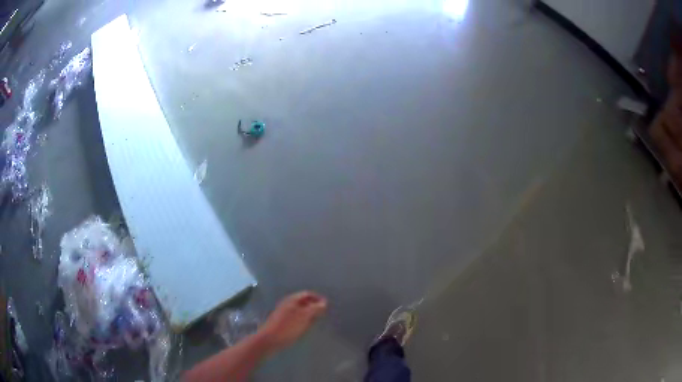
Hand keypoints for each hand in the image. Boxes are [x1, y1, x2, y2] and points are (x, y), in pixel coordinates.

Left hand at [260, 291, 326, 350]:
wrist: (269, 340)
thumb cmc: (288, 327)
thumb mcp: (304, 317)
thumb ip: (315, 309)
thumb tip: (324, 303)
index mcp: (292, 300)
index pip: (307, 294)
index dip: (318, 298)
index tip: (327, 306)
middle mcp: (287, 304)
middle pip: (303, 302)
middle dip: (314, 306)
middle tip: (323, 314)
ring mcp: (284, 313)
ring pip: (300, 310)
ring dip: (309, 314)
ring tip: (316, 322)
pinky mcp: (282, 322)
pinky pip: (295, 318)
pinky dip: (303, 321)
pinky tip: (305, 328)